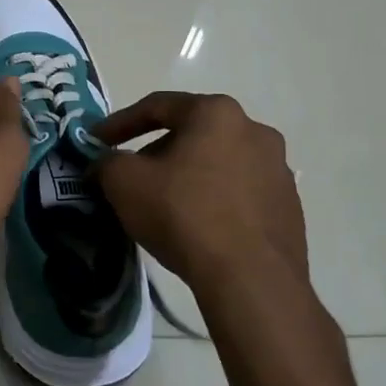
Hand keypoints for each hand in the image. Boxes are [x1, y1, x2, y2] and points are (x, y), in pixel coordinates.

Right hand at [92, 92, 311, 308]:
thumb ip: (107, 162)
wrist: (250, 279)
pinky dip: (215, 201)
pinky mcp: (289, 207)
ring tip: (164, 204)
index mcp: (216, 112)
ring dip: (188, 176)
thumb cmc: (183, 214)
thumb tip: (106, 164)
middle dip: (156, 152)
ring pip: (218, 163)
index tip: (96, 142)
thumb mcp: (124, 182)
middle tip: (130, 176)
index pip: (157, 106)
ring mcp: (278, 170)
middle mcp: (255, 130)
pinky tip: (197, 227)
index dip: (119, 123)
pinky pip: (240, 194)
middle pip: (191, 133)